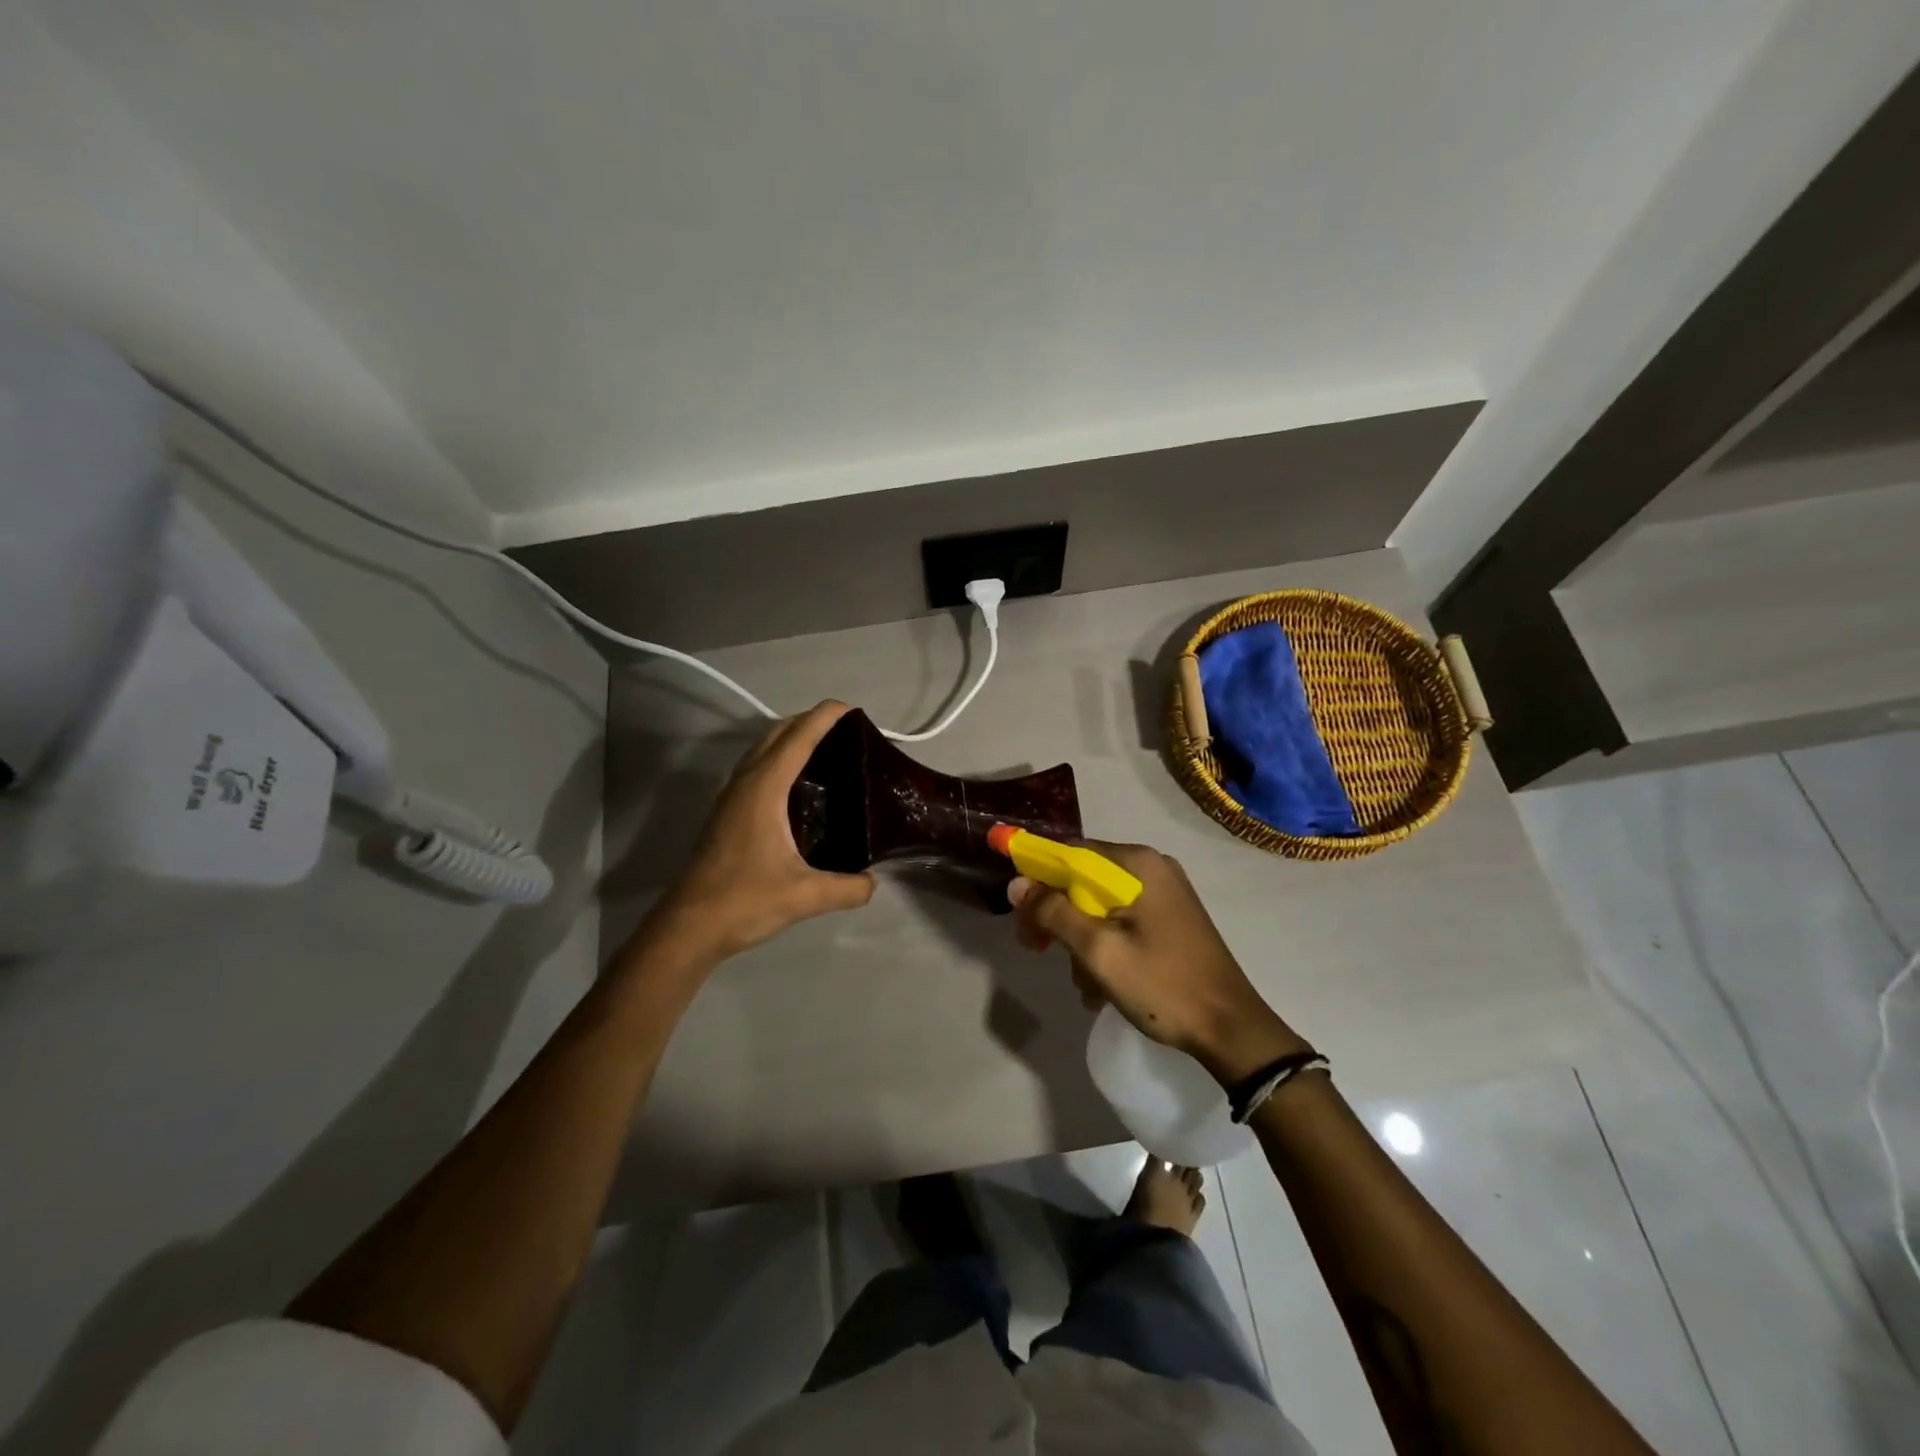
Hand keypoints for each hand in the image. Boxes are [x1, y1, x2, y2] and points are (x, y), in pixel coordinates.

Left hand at [640, 701, 874, 964]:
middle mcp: (745, 783)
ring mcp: (731, 797)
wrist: (688, 926)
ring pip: (762, 750)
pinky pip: (756, 769)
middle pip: (777, 733)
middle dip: (809, 722)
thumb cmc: (744, 900)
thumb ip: (847, 887)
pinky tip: (798, 788)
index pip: (798, 737)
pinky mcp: (727, 813)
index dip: (825, 717)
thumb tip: (873, 882)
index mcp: (764, 788)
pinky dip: (779, 761)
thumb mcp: (805, 896)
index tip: (852, 710)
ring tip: (827, 753)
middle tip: (847, 733)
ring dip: (791, 739)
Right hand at [1009, 841, 1308, 1084]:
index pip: (1070, 852)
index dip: (1037, 875)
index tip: (1018, 910)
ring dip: (1081, 942)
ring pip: (1100, 906)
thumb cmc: (1162, 985)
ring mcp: (1164, 894)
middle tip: (1037, 949)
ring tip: (1084, 985)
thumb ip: (1054, 912)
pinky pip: (1122, 922)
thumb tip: (1016, 883)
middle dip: (1058, 916)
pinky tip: (1101, 987)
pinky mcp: (1170, 919)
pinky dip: (1105, 948)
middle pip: (1084, 880)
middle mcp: (1151, 868)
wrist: (1231, 1030)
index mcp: (1138, 864)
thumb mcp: (1098, 950)